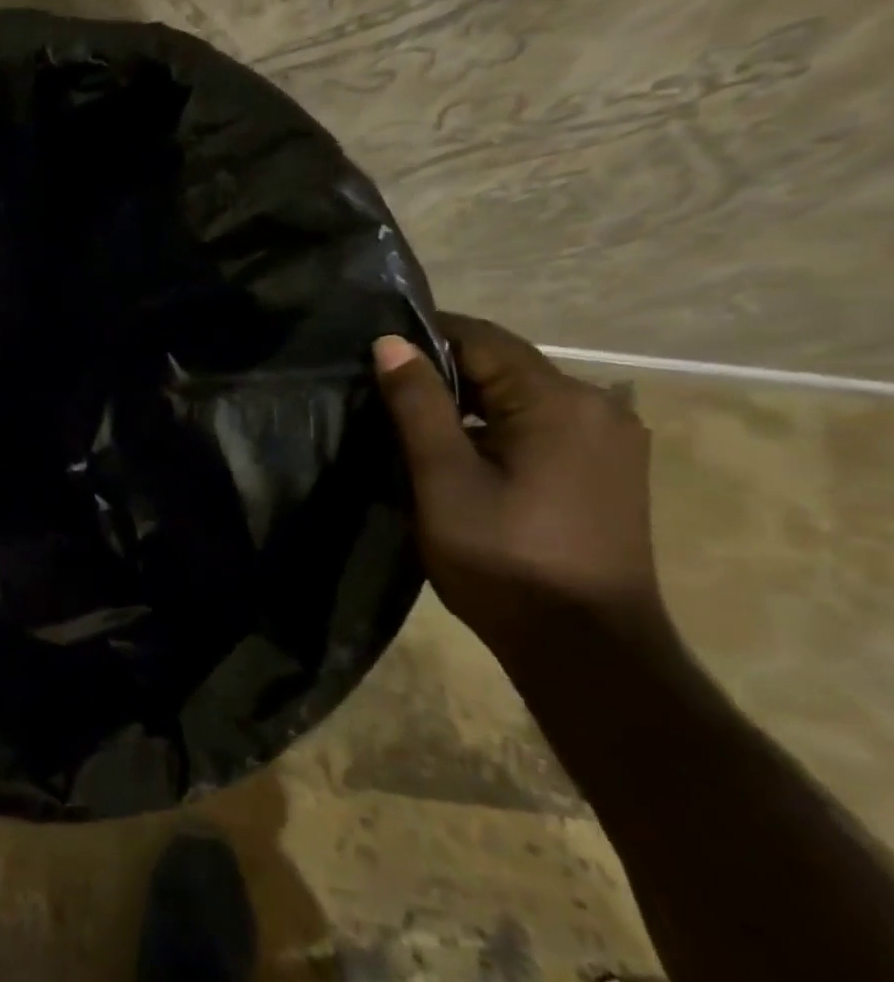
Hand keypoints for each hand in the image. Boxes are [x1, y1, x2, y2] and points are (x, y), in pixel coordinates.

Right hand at [373, 314, 675, 662]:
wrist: (584, 645)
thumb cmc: (503, 557)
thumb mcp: (443, 477)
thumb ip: (417, 404)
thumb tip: (390, 343)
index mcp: (559, 400)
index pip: (482, 339)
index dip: (424, 336)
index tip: (371, 350)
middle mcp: (598, 405)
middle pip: (505, 365)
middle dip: (443, 371)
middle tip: (380, 391)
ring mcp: (610, 440)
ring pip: (521, 396)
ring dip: (468, 401)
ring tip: (411, 421)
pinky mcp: (608, 469)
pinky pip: (541, 424)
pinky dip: (496, 425)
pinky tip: (461, 452)